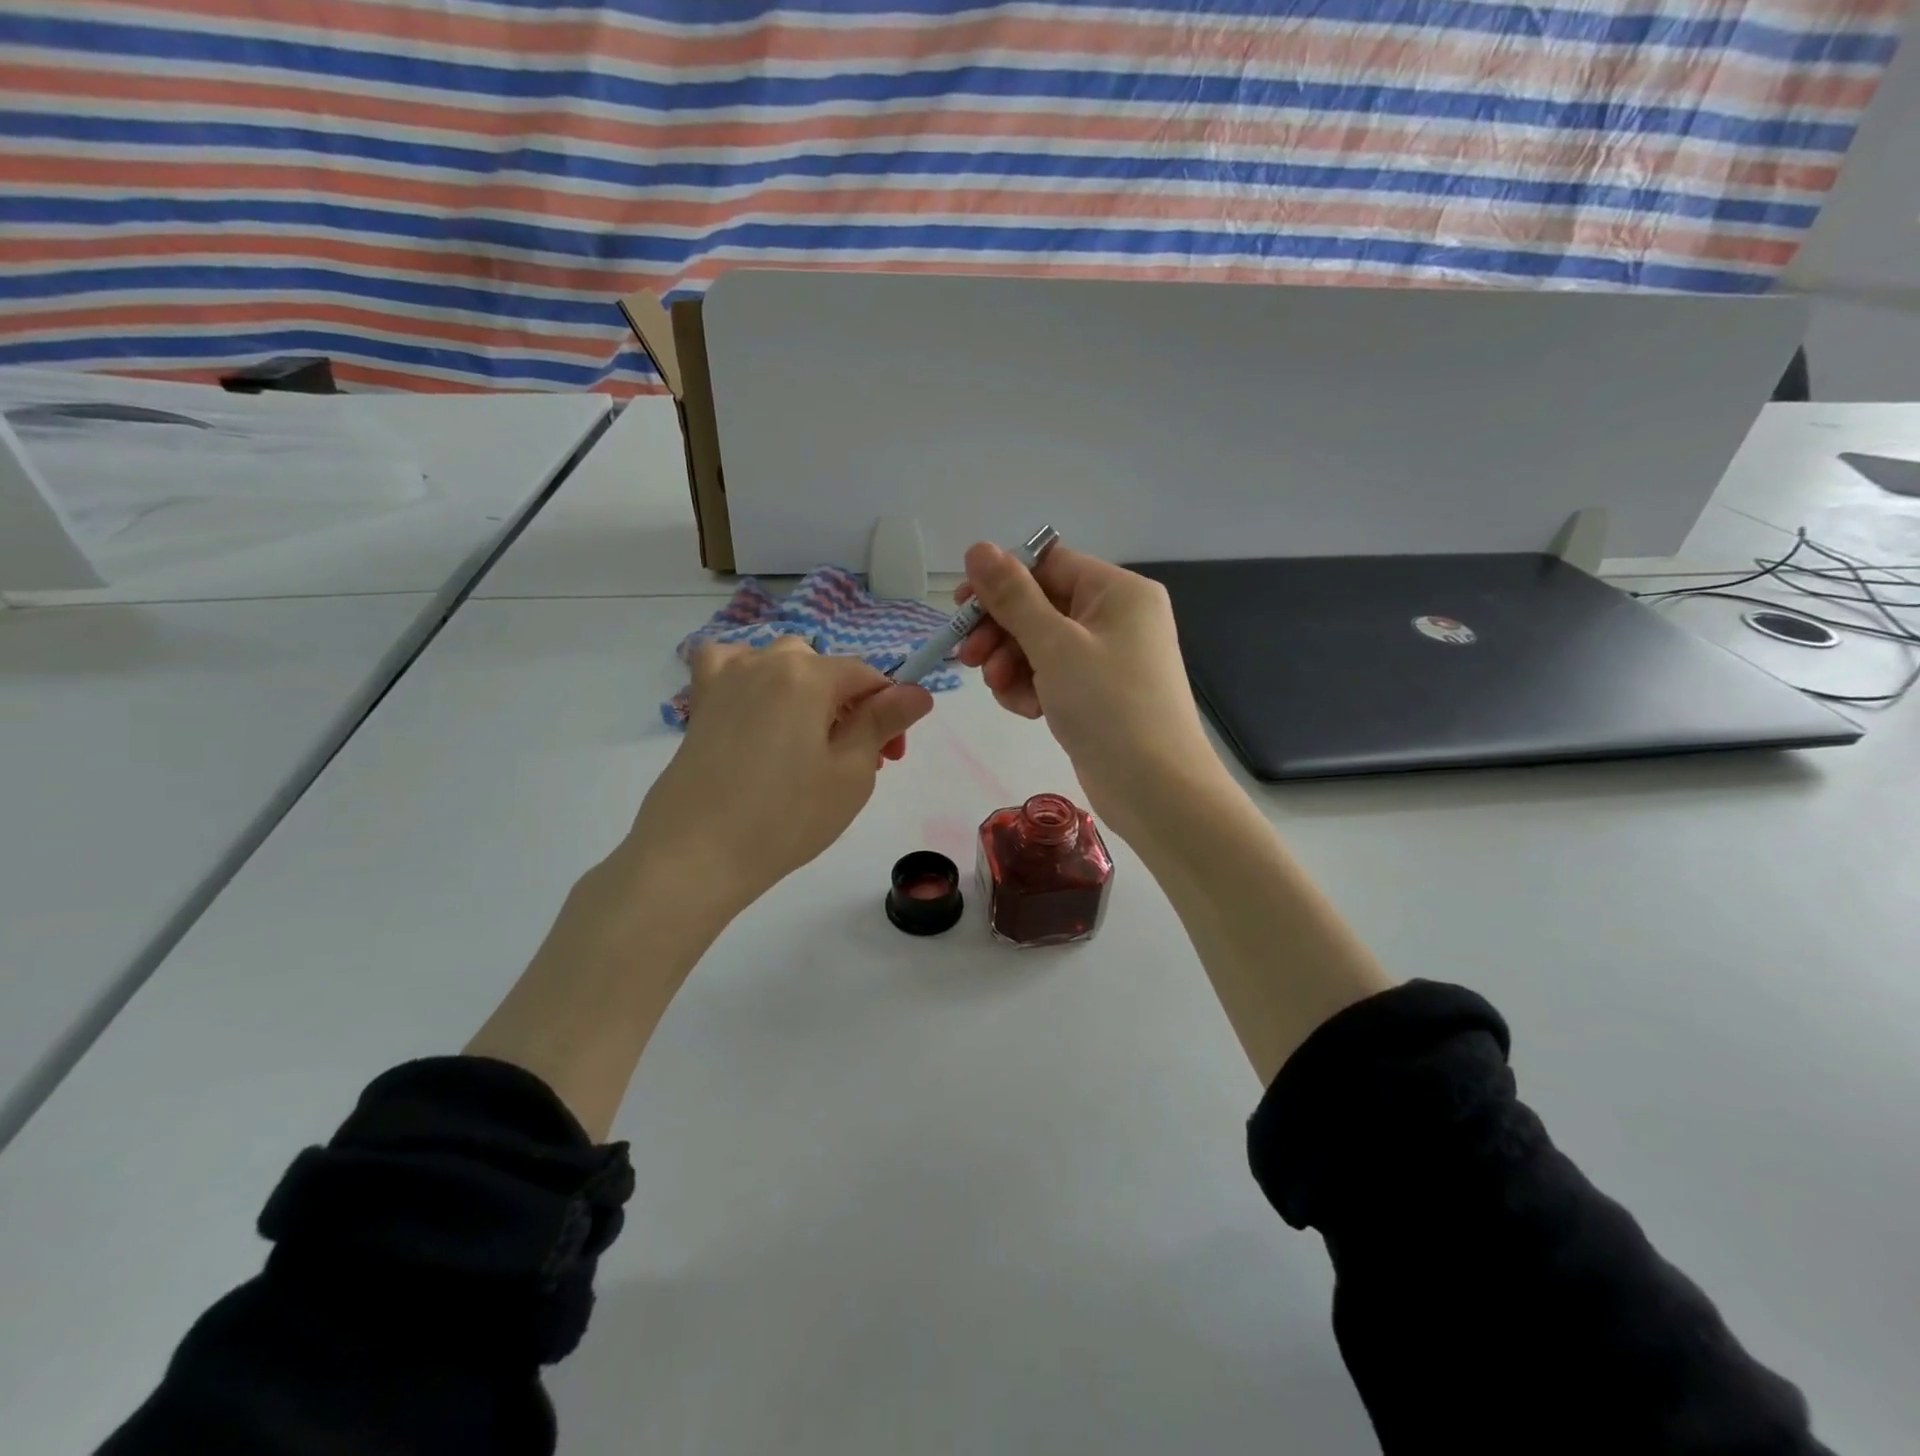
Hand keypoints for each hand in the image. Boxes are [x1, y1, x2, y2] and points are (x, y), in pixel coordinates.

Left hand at [626, 638, 932, 919]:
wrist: (696, 855)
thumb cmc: (785, 818)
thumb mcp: (851, 773)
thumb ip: (883, 723)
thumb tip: (918, 692)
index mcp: (808, 675)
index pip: (867, 676)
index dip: (890, 712)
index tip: (891, 757)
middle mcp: (765, 662)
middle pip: (826, 669)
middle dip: (850, 706)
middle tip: (852, 759)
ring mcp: (726, 678)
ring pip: (782, 664)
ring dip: (806, 691)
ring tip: (806, 740)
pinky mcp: (700, 702)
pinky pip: (729, 666)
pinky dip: (748, 676)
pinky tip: (754, 707)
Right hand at [955, 543, 1221, 833]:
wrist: (1155, 789)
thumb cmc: (1108, 705)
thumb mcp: (1055, 646)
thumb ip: (1013, 597)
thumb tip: (977, 548)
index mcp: (1117, 591)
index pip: (1047, 565)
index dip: (1001, 582)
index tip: (961, 608)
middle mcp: (1115, 617)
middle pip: (1040, 606)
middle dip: (1001, 632)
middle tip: (967, 658)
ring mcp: (1108, 657)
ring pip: (1040, 644)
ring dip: (1011, 664)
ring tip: (1001, 690)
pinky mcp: (1097, 693)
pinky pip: (1052, 675)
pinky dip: (1032, 688)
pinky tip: (1027, 711)